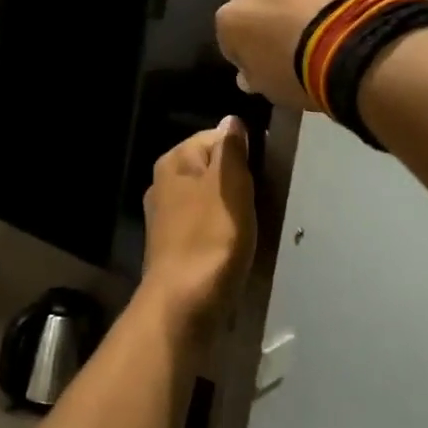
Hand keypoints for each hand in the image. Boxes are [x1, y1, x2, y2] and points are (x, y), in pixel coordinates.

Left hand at [139, 118, 255, 340]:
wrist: (183, 306)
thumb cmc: (210, 239)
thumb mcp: (229, 185)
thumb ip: (231, 150)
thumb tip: (231, 120)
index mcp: (173, 162)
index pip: (215, 137)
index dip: (244, 151)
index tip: (264, 174)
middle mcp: (163, 184)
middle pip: (212, 169)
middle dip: (239, 182)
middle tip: (263, 201)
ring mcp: (166, 218)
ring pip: (210, 199)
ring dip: (233, 209)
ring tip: (254, 226)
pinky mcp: (174, 248)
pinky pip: (205, 227)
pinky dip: (222, 232)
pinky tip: (236, 247)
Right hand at [215, 0, 378, 108]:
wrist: (356, 48)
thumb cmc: (307, 77)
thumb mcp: (274, 91)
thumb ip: (255, 76)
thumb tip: (247, 74)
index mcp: (231, 21)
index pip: (232, 37)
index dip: (251, 50)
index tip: (272, 61)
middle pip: (255, 2)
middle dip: (270, 18)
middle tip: (298, 38)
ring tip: (320, 9)